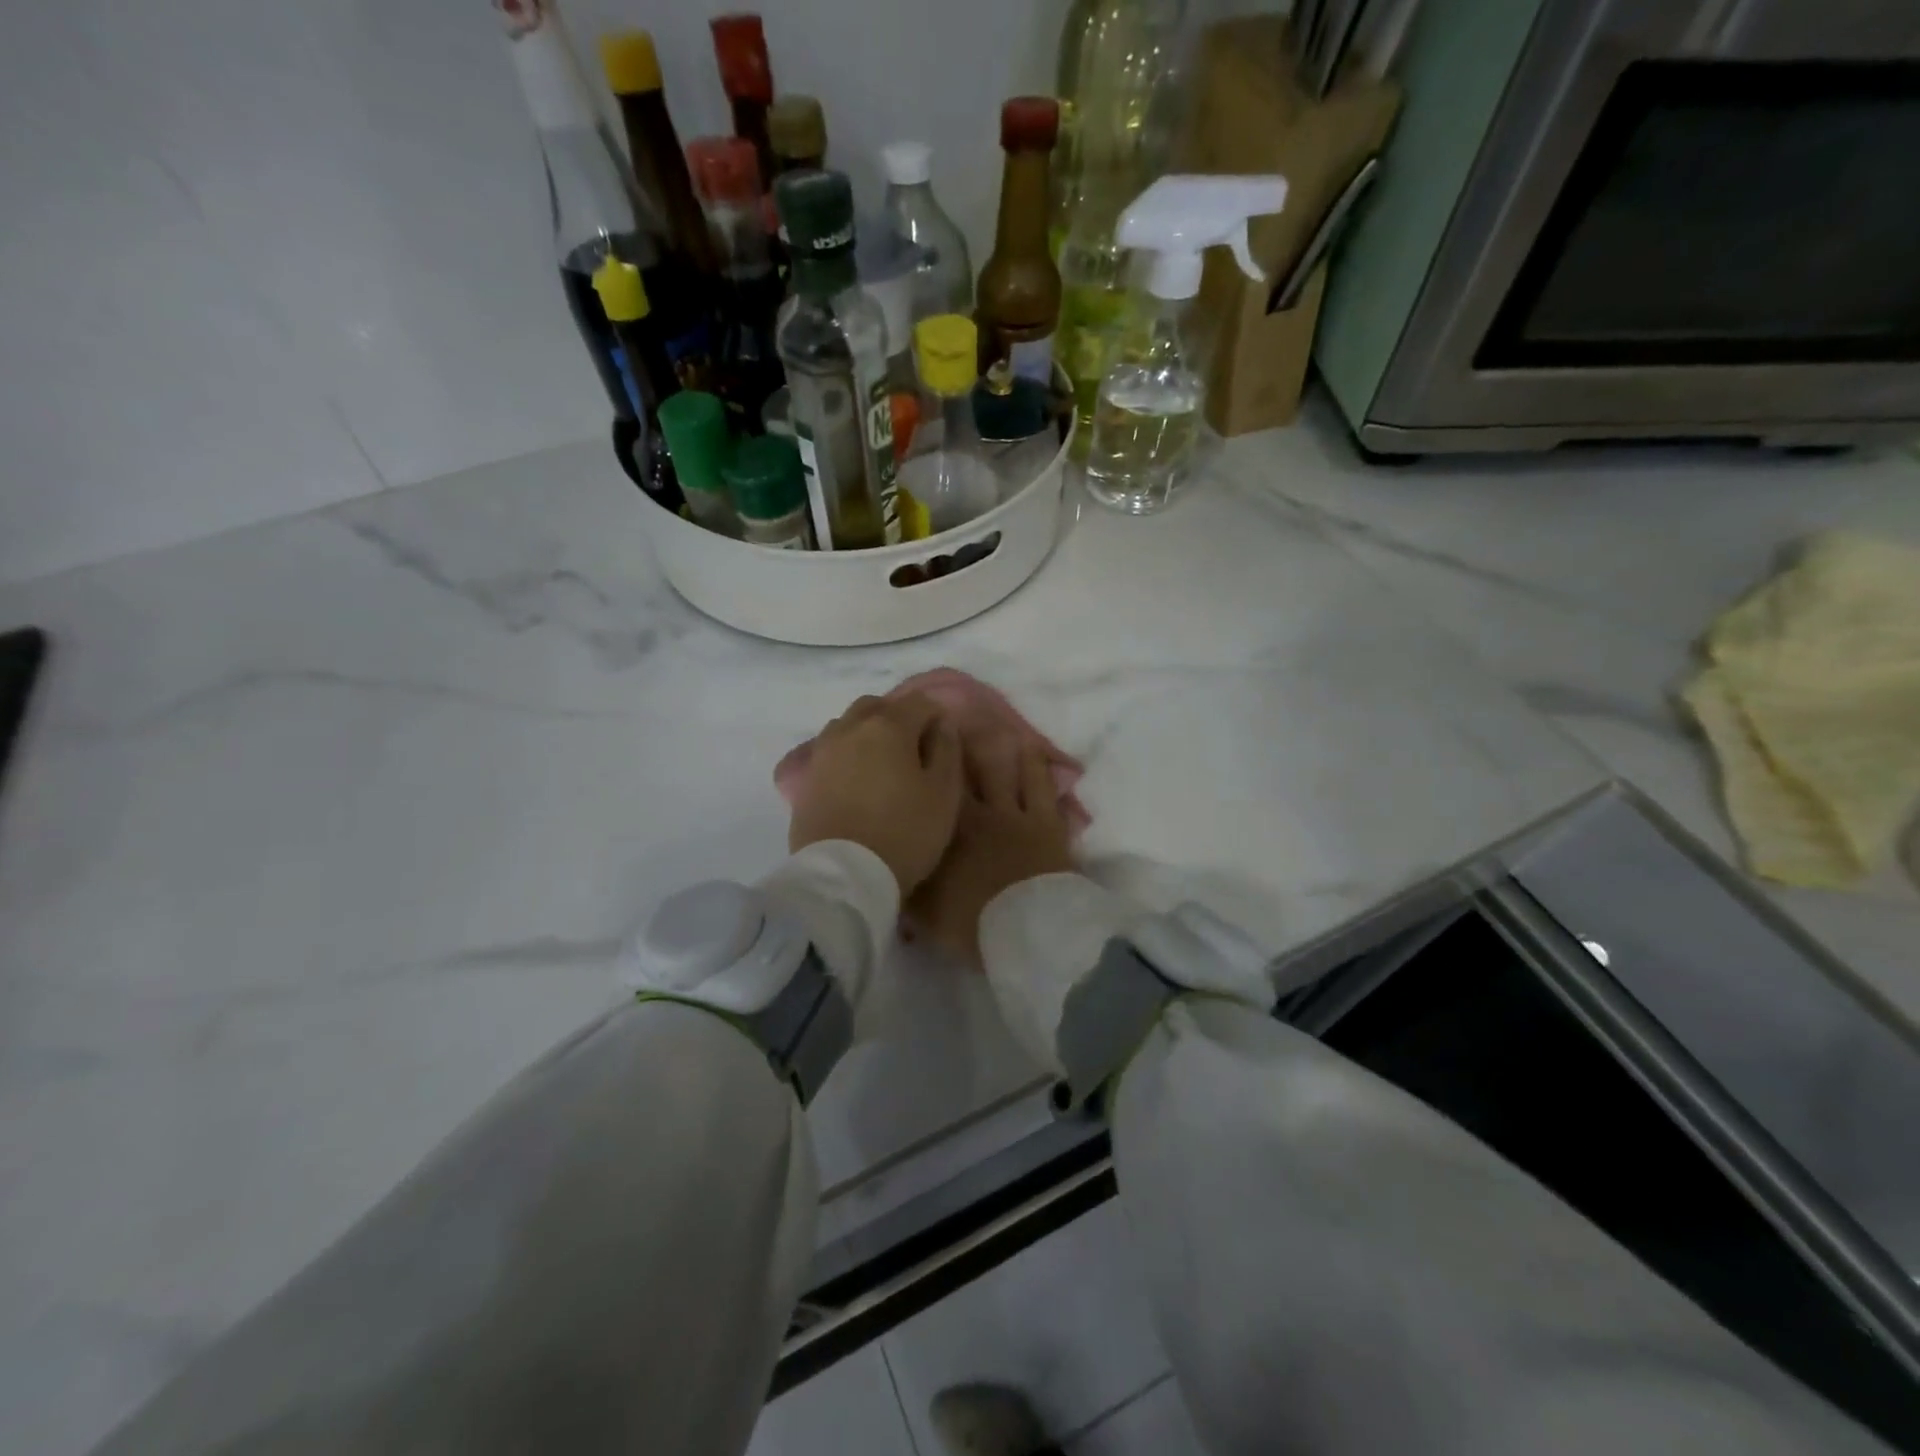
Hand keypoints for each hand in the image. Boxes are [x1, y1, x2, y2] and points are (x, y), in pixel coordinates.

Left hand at [788, 694, 963, 894]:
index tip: (943, 744)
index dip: (937, 718)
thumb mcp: (944, 794)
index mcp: (888, 725)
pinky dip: (847, 755)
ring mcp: (822, 752)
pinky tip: (856, 780)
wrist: (844, 876)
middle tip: (913, 752)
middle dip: (898, 718)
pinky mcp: (805, 778)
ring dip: (868, 734)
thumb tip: (942, 725)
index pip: (919, 702)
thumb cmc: (905, 832)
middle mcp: (850, 728)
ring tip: (883, 766)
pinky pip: (830, 751)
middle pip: (877, 706)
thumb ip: (946, 750)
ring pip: (849, 725)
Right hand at [909, 741, 1073, 967]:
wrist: (1026, 928)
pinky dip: (1037, 766)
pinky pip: (1041, 785)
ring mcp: (1014, 815)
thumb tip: (892, 869)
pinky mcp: (1046, 822)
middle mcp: (975, 814)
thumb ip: (908, 886)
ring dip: (997, 747)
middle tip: (951, 721)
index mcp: (944, 832)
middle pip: (964, 773)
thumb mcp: (924, 912)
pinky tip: (1032, 748)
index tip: (916, 744)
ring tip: (993, 726)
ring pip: (1004, 770)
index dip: (923, 767)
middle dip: (957, 747)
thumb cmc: (971, 923)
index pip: (929, 793)